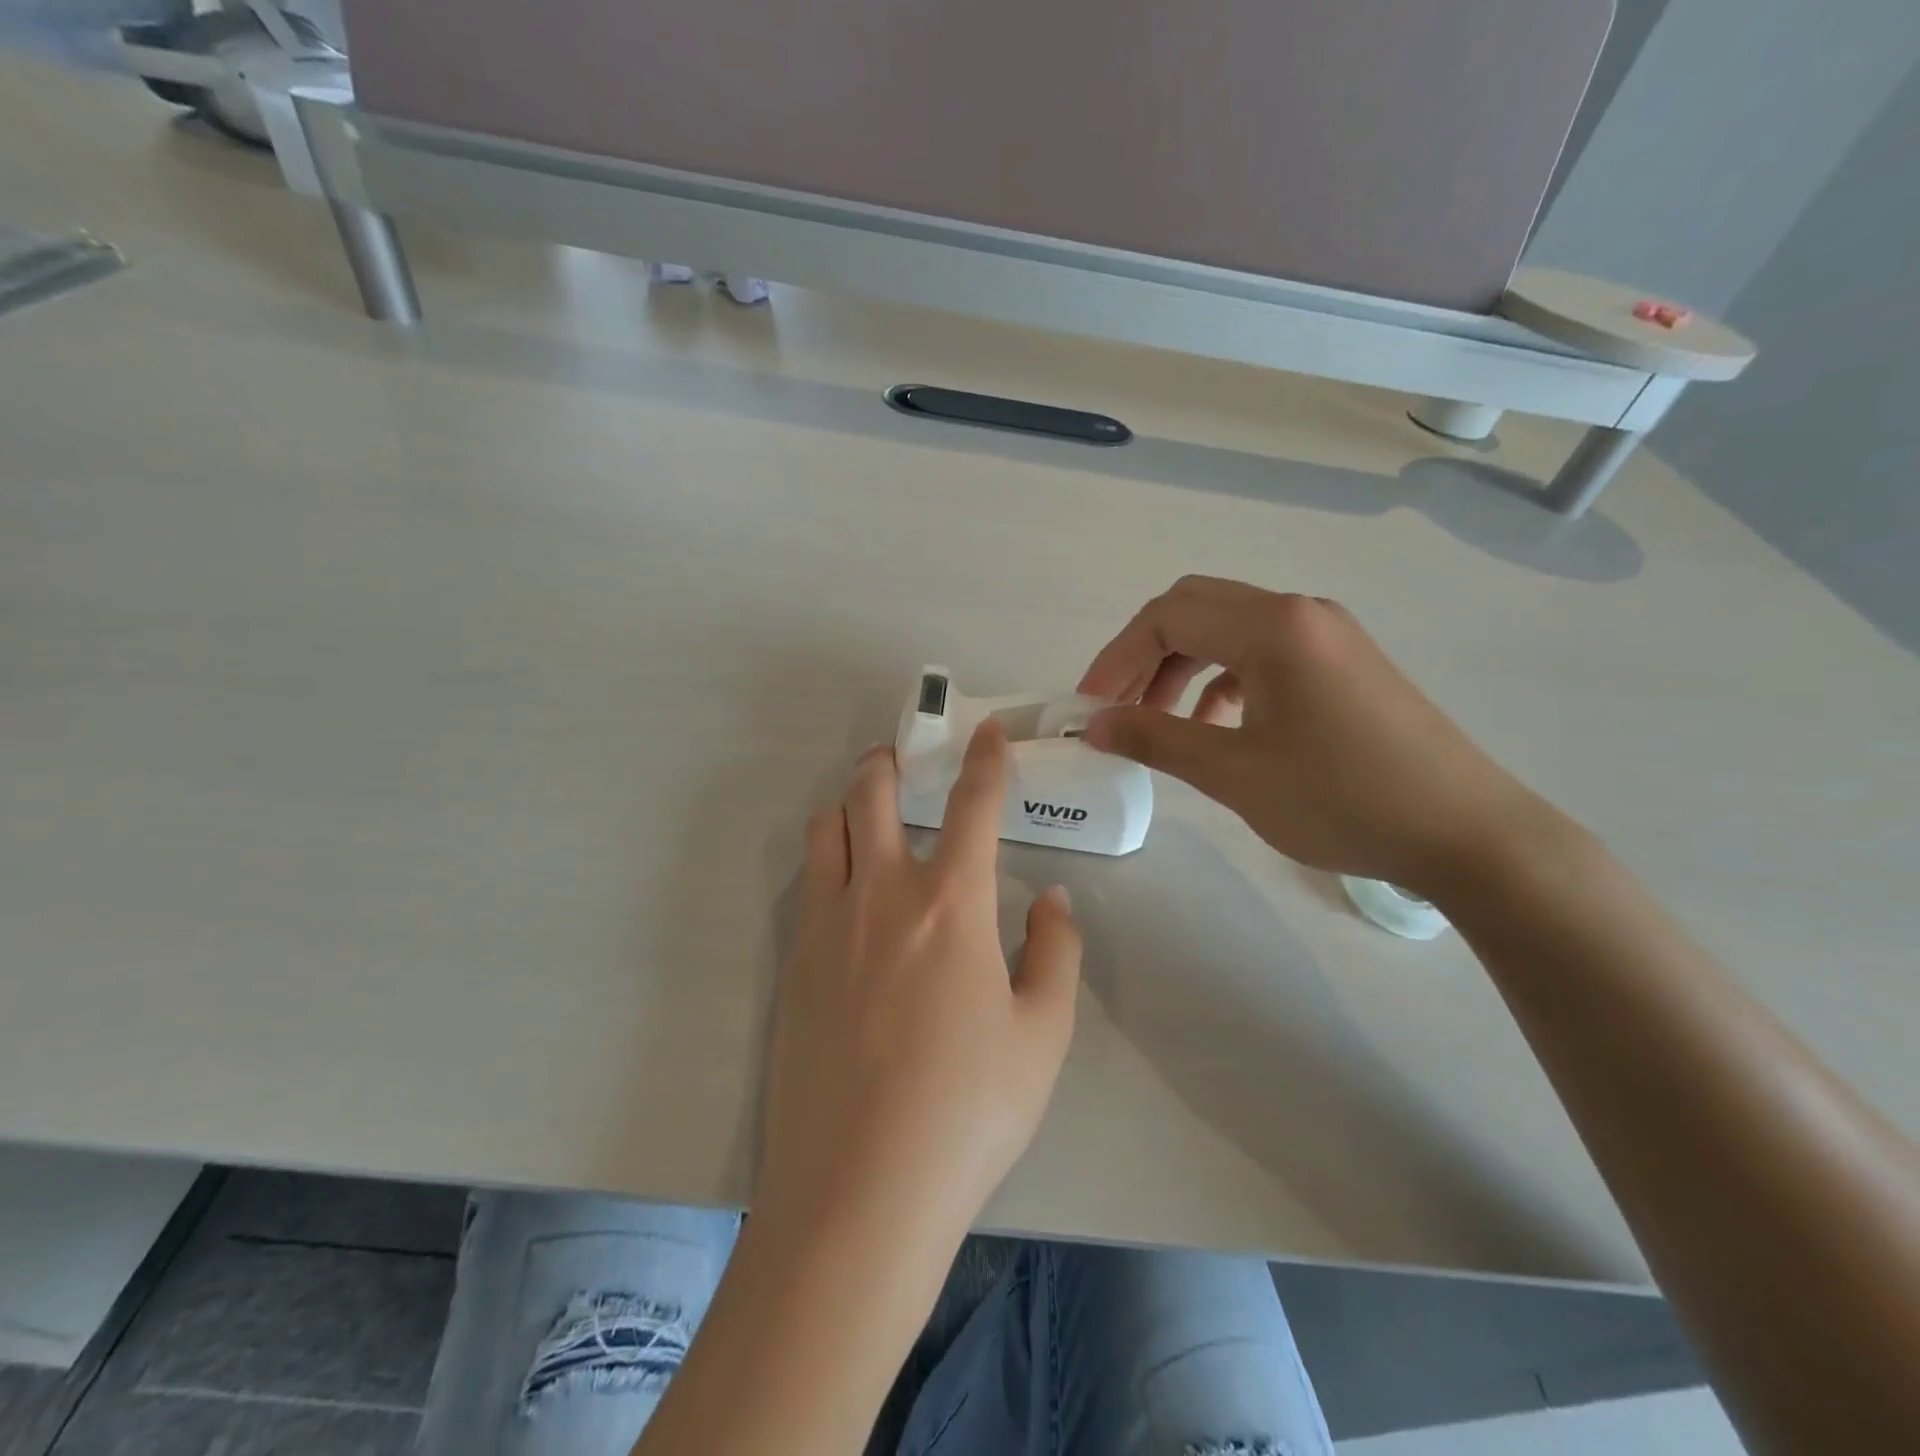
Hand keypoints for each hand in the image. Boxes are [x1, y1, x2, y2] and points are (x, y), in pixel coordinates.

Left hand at [754, 722, 1081, 1254]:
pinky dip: (828, 862)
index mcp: (950, 903)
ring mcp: (826, 926)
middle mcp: (881, 894)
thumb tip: (1050, 899)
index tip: (986, 731)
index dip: (984, 758)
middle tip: (905, 761)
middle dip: (889, 761)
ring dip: (847, 805)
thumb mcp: (1043, 1035)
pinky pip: (809, 884)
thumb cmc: (968, 1111)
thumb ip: (1056, 952)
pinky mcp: (793, 963)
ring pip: (824, 828)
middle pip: (870, 791)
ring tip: (869, 816)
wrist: (858, 1191)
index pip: (971, 803)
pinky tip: (850, 896)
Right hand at [1079, 576, 1554, 896]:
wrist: (1467, 833)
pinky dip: (1223, 679)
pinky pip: (1264, 653)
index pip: (1166, 617)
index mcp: (1272, 627)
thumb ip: (1156, 739)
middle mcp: (1298, 613)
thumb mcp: (1234, 773)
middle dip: (1144, 655)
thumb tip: (1094, 725)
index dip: (1116, 658)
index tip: (1089, 707)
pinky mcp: (1343, 662)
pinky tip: (1217, 724)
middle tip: (1118, 707)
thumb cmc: (1342, 799)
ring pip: (1228, 630)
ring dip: (1182, 666)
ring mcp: (1327, 634)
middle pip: (1195, 609)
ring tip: (1160, 721)